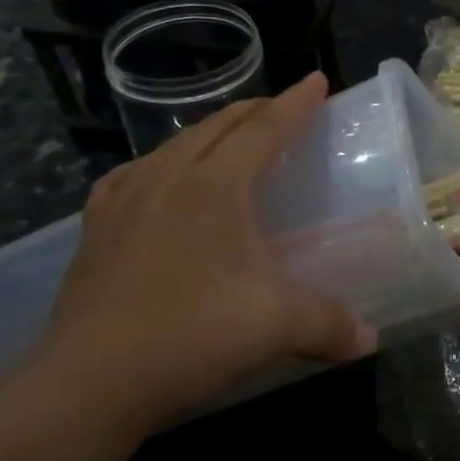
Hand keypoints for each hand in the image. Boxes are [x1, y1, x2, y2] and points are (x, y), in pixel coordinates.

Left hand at [27, 73, 375, 433]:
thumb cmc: (194, 332)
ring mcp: (124, 202)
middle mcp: (168, 179)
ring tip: (225, 141)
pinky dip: (158, 166)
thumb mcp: (278, 325)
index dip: (295, 104)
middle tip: (280, 109)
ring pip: (173, 147)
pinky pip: (131, 177)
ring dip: (208, 135)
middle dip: (254, 112)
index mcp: (216, 186)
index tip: (316, 80)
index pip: (264, 130)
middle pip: (217, 128)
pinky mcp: (95, 231)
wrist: (90, 380)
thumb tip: (370, 340)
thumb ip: (331, 324)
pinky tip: (155, 182)